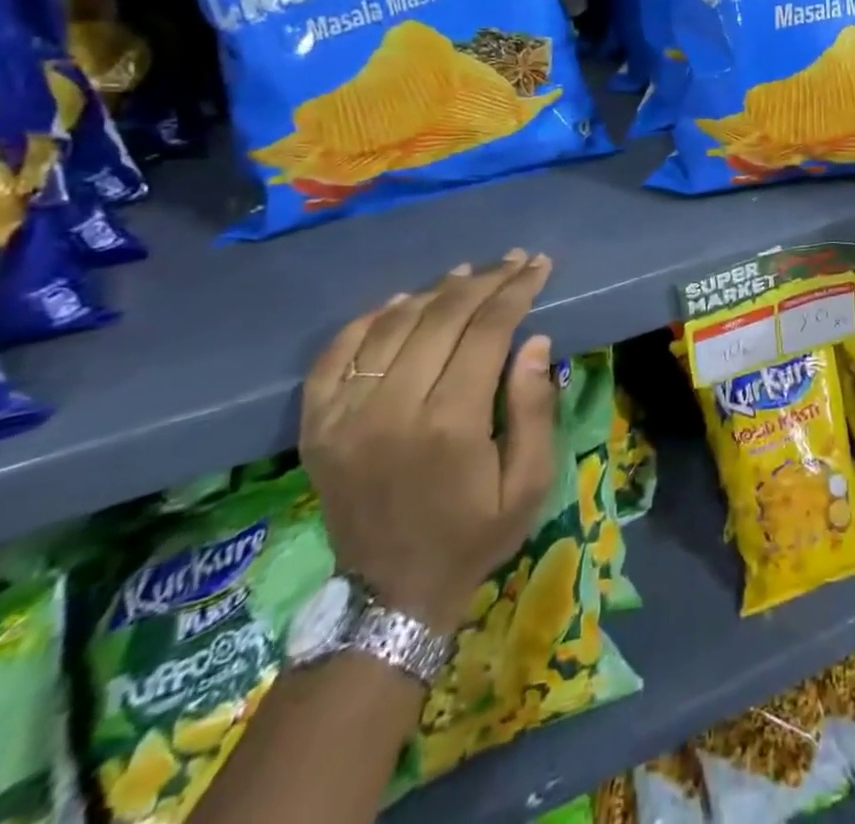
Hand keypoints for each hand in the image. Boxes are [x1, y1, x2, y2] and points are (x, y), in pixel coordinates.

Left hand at [300, 251, 558, 632]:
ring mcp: (345, 416)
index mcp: (450, 423)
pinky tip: (401, 302)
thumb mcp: (529, 483)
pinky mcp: (316, 426)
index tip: (537, 265)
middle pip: (441, 317)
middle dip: (484, 281)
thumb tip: (535, 339)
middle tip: (512, 260)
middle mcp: (392, 409)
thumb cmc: (474, 534)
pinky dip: (369, 319)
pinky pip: (336, 353)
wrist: (390, 594)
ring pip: (392, 325)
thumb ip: (534, 408)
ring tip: (466, 273)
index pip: (487, 330)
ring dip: (433, 291)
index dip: (516, 290)